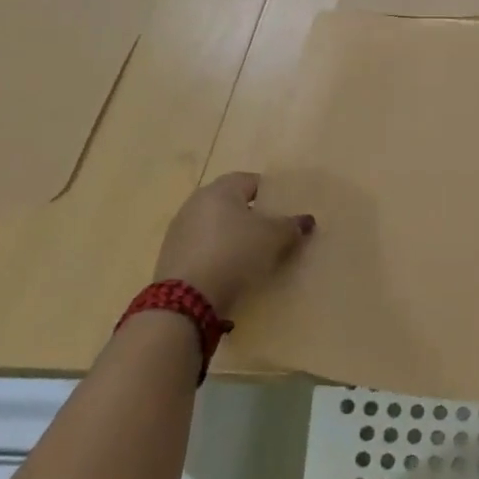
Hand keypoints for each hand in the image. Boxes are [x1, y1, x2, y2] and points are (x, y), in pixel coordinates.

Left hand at [154, 172, 313, 315]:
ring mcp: (180, 228)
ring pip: (217, 225)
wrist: (186, 298)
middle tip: (273, 232)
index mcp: (221, 189)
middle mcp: (197, 202)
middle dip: (252, 215)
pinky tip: (230, 269)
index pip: (252, 180)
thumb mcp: (273, 238)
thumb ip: (291, 226)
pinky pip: (204, 246)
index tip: (285, 211)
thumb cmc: (234, 253)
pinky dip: (218, 253)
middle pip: (232, 203)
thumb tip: (307, 221)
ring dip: (234, 235)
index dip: (271, 194)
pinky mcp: (171, 254)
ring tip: (253, 254)